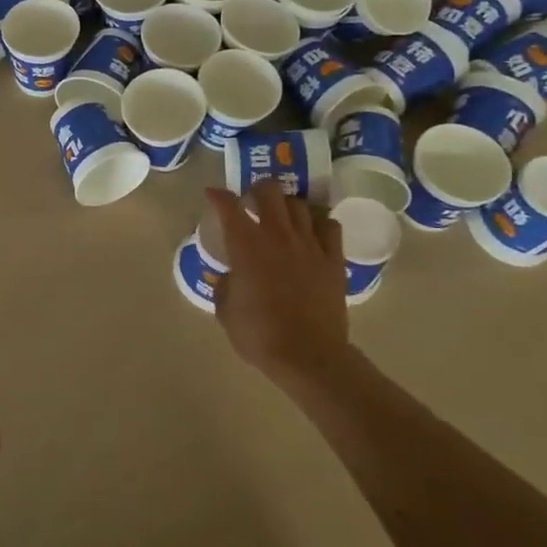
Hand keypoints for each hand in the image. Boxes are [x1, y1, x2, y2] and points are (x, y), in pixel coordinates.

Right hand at [206, 182, 349, 383]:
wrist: (308, 356)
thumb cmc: (259, 335)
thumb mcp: (225, 310)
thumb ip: (225, 283)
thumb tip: (230, 274)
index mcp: (246, 245)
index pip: (228, 205)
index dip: (218, 196)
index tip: (213, 195)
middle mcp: (277, 235)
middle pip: (269, 190)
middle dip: (257, 190)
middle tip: (252, 202)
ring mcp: (309, 244)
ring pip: (299, 204)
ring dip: (287, 205)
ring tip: (282, 217)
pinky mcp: (333, 259)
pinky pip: (330, 225)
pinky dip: (319, 222)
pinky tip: (312, 232)